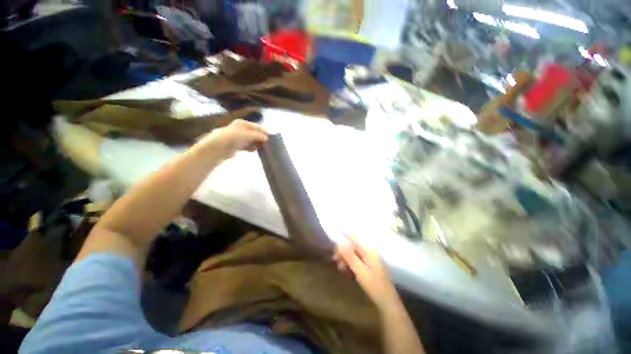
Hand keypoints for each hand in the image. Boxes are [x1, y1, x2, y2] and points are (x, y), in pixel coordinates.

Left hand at [200, 120, 268, 158]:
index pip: (257, 127)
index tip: (272, 137)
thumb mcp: (249, 135)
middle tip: (268, 144)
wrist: (219, 147)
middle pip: (254, 133)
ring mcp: (238, 137)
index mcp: (243, 123)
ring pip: (251, 140)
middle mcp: (240, 129)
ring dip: (256, 144)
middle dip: (261, 138)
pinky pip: (246, 146)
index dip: (265, 132)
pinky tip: (254, 150)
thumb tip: (267, 138)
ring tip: (263, 148)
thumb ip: (259, 136)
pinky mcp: (236, 145)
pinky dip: (251, 148)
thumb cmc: (234, 138)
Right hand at [333, 234, 400, 310]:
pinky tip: (346, 272)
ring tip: (340, 268)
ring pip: (352, 254)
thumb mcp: (360, 270)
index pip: (353, 236)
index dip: (343, 235)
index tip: (334, 239)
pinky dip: (349, 265)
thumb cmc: (374, 285)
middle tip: (335, 260)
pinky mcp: (367, 266)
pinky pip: (355, 261)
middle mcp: (368, 251)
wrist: (387, 302)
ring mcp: (368, 259)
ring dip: (345, 259)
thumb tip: (338, 243)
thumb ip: (349, 256)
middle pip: (352, 246)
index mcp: (368, 249)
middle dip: (342, 252)